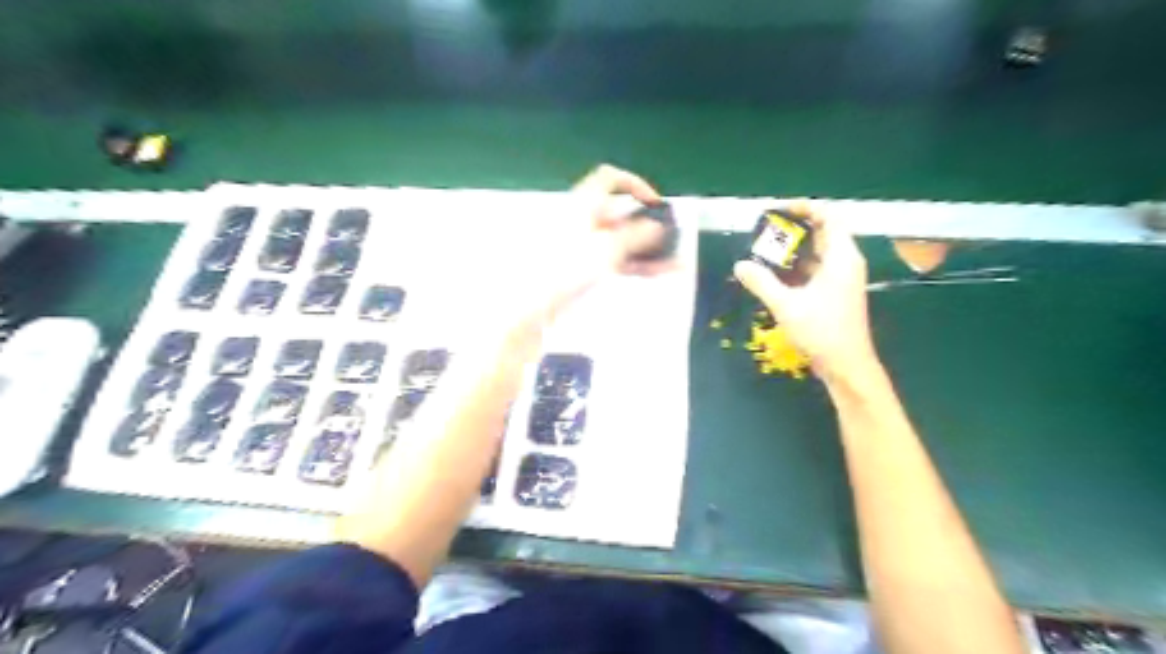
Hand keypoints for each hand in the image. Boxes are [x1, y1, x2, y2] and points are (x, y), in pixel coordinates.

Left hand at [571, 163, 668, 274]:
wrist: (538, 301)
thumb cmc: (569, 267)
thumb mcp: (609, 247)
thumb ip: (637, 235)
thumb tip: (656, 227)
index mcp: (584, 203)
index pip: (611, 178)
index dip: (636, 184)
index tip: (655, 203)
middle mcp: (583, 218)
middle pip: (620, 213)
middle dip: (648, 226)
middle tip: (670, 238)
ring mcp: (582, 243)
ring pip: (621, 240)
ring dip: (648, 250)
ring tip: (673, 263)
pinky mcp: (582, 266)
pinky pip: (615, 258)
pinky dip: (635, 263)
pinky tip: (656, 273)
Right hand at [732, 201, 879, 381]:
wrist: (846, 366)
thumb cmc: (822, 332)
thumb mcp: (786, 305)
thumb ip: (762, 283)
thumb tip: (740, 265)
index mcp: (842, 257)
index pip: (828, 217)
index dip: (805, 208)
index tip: (778, 209)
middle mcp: (845, 263)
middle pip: (822, 233)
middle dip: (793, 229)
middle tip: (764, 230)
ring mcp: (841, 279)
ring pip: (817, 253)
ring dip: (793, 250)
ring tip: (764, 249)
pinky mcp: (835, 293)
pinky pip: (815, 270)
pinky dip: (796, 267)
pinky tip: (774, 274)